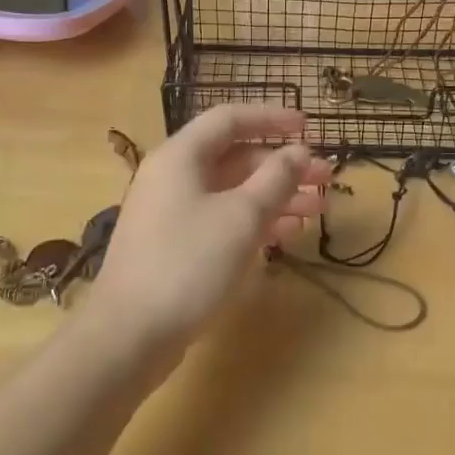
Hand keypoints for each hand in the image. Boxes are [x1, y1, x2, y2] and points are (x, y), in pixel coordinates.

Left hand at [91, 105, 329, 354]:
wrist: (128, 336)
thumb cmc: (188, 264)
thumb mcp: (242, 217)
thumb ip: (275, 179)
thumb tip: (298, 152)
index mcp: (181, 156)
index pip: (230, 119)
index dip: (272, 118)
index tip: (309, 128)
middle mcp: (174, 177)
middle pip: (236, 157)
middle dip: (283, 166)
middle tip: (326, 178)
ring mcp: (172, 213)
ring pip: (233, 192)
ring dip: (276, 196)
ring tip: (318, 209)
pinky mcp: (175, 246)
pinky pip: (222, 220)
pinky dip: (255, 222)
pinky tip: (287, 235)